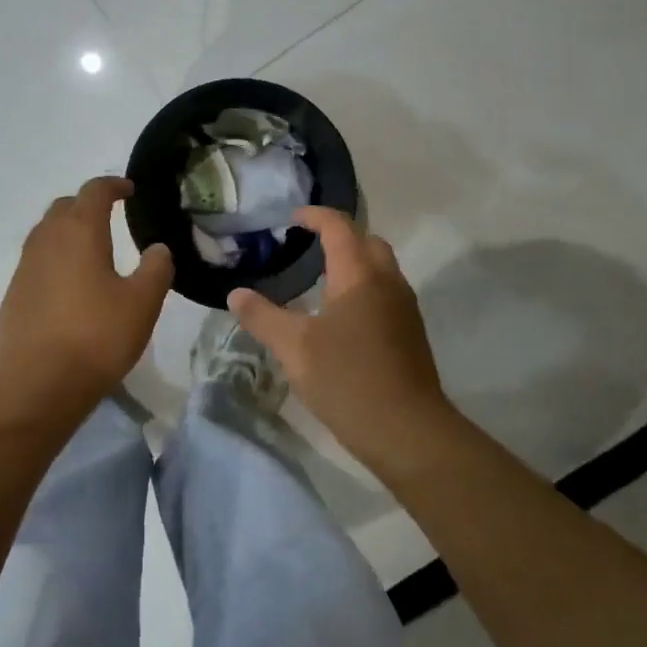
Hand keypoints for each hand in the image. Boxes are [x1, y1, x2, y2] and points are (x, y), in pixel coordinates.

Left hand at [0, 177, 174, 416]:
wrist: (36, 383)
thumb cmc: (96, 336)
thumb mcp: (142, 303)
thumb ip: (156, 269)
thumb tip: (158, 249)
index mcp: (79, 232)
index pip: (94, 191)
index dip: (113, 185)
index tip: (129, 190)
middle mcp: (47, 240)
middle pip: (65, 207)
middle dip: (88, 205)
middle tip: (110, 216)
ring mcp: (25, 267)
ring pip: (47, 233)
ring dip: (68, 230)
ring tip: (91, 248)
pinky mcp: (14, 293)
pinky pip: (37, 260)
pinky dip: (56, 258)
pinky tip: (70, 284)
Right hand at [229, 207, 454, 472]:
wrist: (408, 431)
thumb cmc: (347, 379)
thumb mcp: (293, 347)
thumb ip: (262, 316)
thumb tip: (236, 294)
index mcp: (359, 275)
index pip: (339, 227)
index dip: (316, 216)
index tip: (293, 218)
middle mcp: (387, 282)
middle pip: (367, 241)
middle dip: (340, 235)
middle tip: (308, 245)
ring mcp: (404, 308)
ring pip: (380, 268)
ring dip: (354, 262)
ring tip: (320, 278)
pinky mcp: (409, 333)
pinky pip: (385, 292)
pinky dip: (363, 287)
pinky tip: (340, 315)